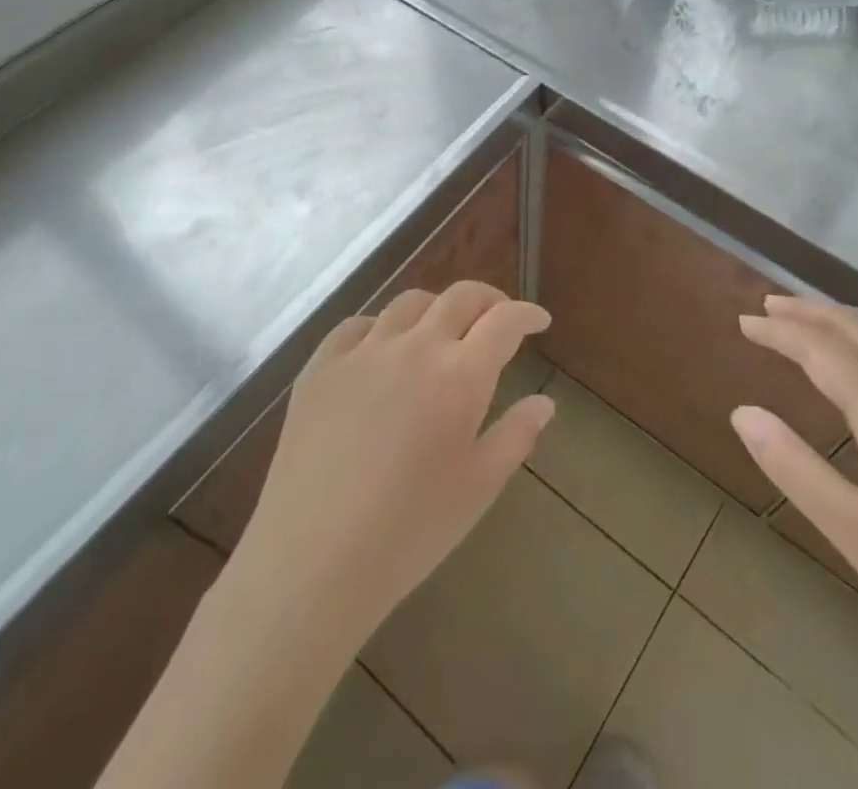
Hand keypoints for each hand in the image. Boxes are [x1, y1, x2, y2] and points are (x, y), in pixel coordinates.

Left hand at [235, 281, 554, 641]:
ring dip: (436, 309)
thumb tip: (544, 403)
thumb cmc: (410, 531)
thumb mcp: (479, 487)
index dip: (526, 314)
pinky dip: (381, 327)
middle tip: (497, 319)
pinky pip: (356, 326)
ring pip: (409, 303)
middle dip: (488, 300)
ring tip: (441, 332)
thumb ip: (517, 436)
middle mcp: (415, 346)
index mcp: (460, 374)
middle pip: (459, 297)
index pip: (504, 321)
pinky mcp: (320, 366)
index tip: (538, 320)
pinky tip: (381, 350)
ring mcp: (363, 351)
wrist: (313, 561)